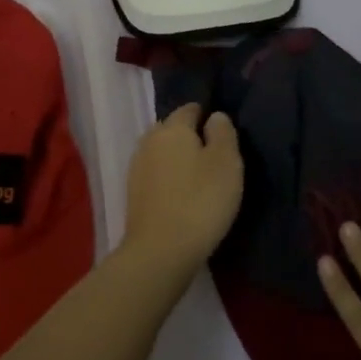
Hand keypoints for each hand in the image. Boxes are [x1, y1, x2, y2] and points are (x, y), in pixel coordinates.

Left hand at [118, 104, 242, 276]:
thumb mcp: (226, 162)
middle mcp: (149, 141)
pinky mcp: (133, 194)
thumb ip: (223, 133)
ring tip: (201, 179)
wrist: (160, 251)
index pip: (190, 109)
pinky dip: (169, 180)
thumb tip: (215, 116)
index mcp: (172, 127)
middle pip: (173, 130)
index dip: (208, 116)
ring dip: (179, 160)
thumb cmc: (201, 200)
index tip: (224, 135)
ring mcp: (137, 168)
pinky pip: (156, 175)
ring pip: (162, 153)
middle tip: (215, 158)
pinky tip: (183, 196)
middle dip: (191, 138)